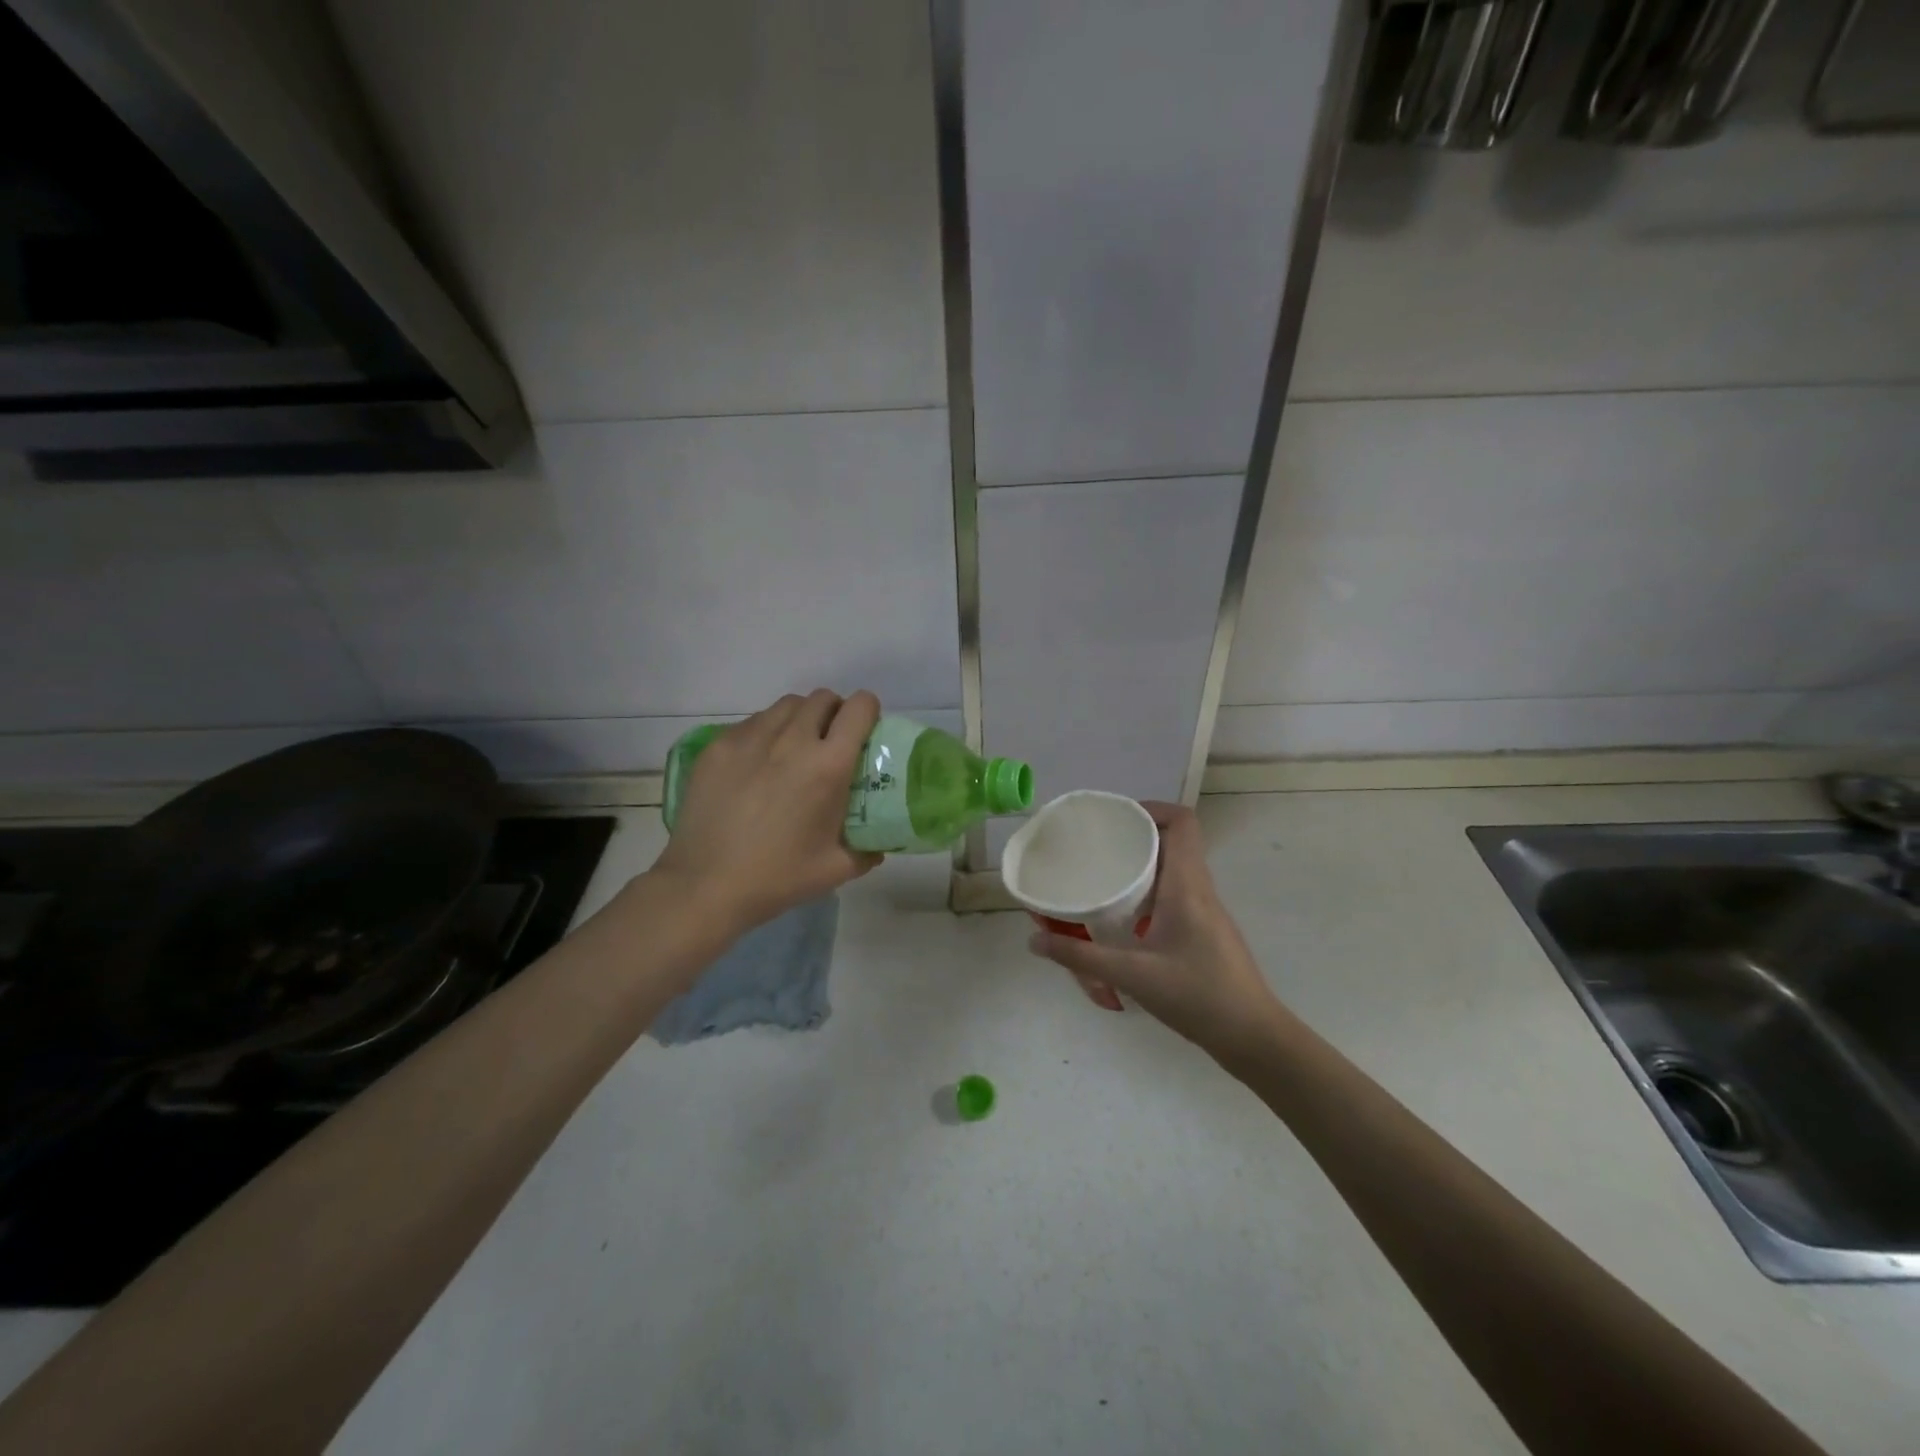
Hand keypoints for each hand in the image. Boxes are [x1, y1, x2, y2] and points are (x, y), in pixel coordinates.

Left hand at [651, 689, 883, 932]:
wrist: (705, 886)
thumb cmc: (778, 877)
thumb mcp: (836, 869)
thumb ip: (867, 852)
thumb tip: (878, 845)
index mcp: (828, 765)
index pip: (859, 707)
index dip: (868, 712)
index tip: (865, 732)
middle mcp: (792, 740)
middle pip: (822, 698)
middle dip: (833, 713)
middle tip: (829, 743)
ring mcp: (750, 738)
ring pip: (785, 706)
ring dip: (799, 720)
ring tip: (792, 751)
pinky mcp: (718, 746)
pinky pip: (750, 723)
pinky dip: (764, 734)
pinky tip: (756, 767)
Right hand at [1027, 802, 1283, 1058]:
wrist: (1254, 1038)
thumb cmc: (1199, 997)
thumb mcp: (1133, 976)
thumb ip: (1082, 958)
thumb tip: (1035, 941)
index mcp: (1187, 886)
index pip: (1182, 823)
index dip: (1151, 809)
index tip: (1115, 819)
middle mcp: (1200, 890)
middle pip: (1174, 842)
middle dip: (1135, 838)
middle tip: (1098, 848)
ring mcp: (1206, 912)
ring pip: (1174, 870)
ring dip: (1142, 867)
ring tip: (1105, 878)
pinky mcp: (1206, 932)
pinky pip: (1176, 895)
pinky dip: (1149, 894)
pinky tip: (1125, 919)